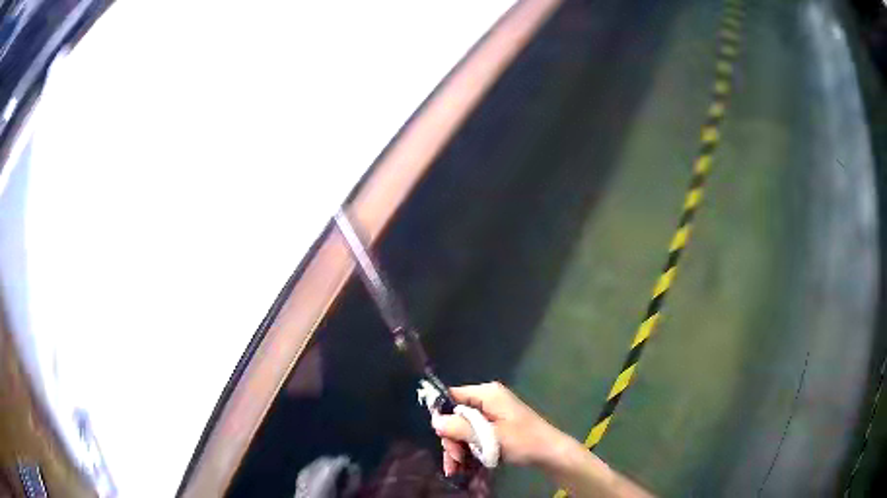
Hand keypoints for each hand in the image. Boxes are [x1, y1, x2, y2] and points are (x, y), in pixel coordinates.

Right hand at [431, 381, 567, 475]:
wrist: (549, 453)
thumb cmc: (523, 441)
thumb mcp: (490, 436)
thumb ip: (461, 428)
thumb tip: (434, 421)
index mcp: (487, 394)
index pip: (452, 396)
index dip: (441, 415)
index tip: (441, 438)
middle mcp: (487, 400)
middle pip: (455, 417)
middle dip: (451, 440)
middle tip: (454, 460)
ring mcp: (491, 414)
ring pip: (462, 429)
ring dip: (457, 449)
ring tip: (455, 469)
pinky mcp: (494, 427)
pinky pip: (473, 435)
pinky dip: (467, 450)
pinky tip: (462, 467)